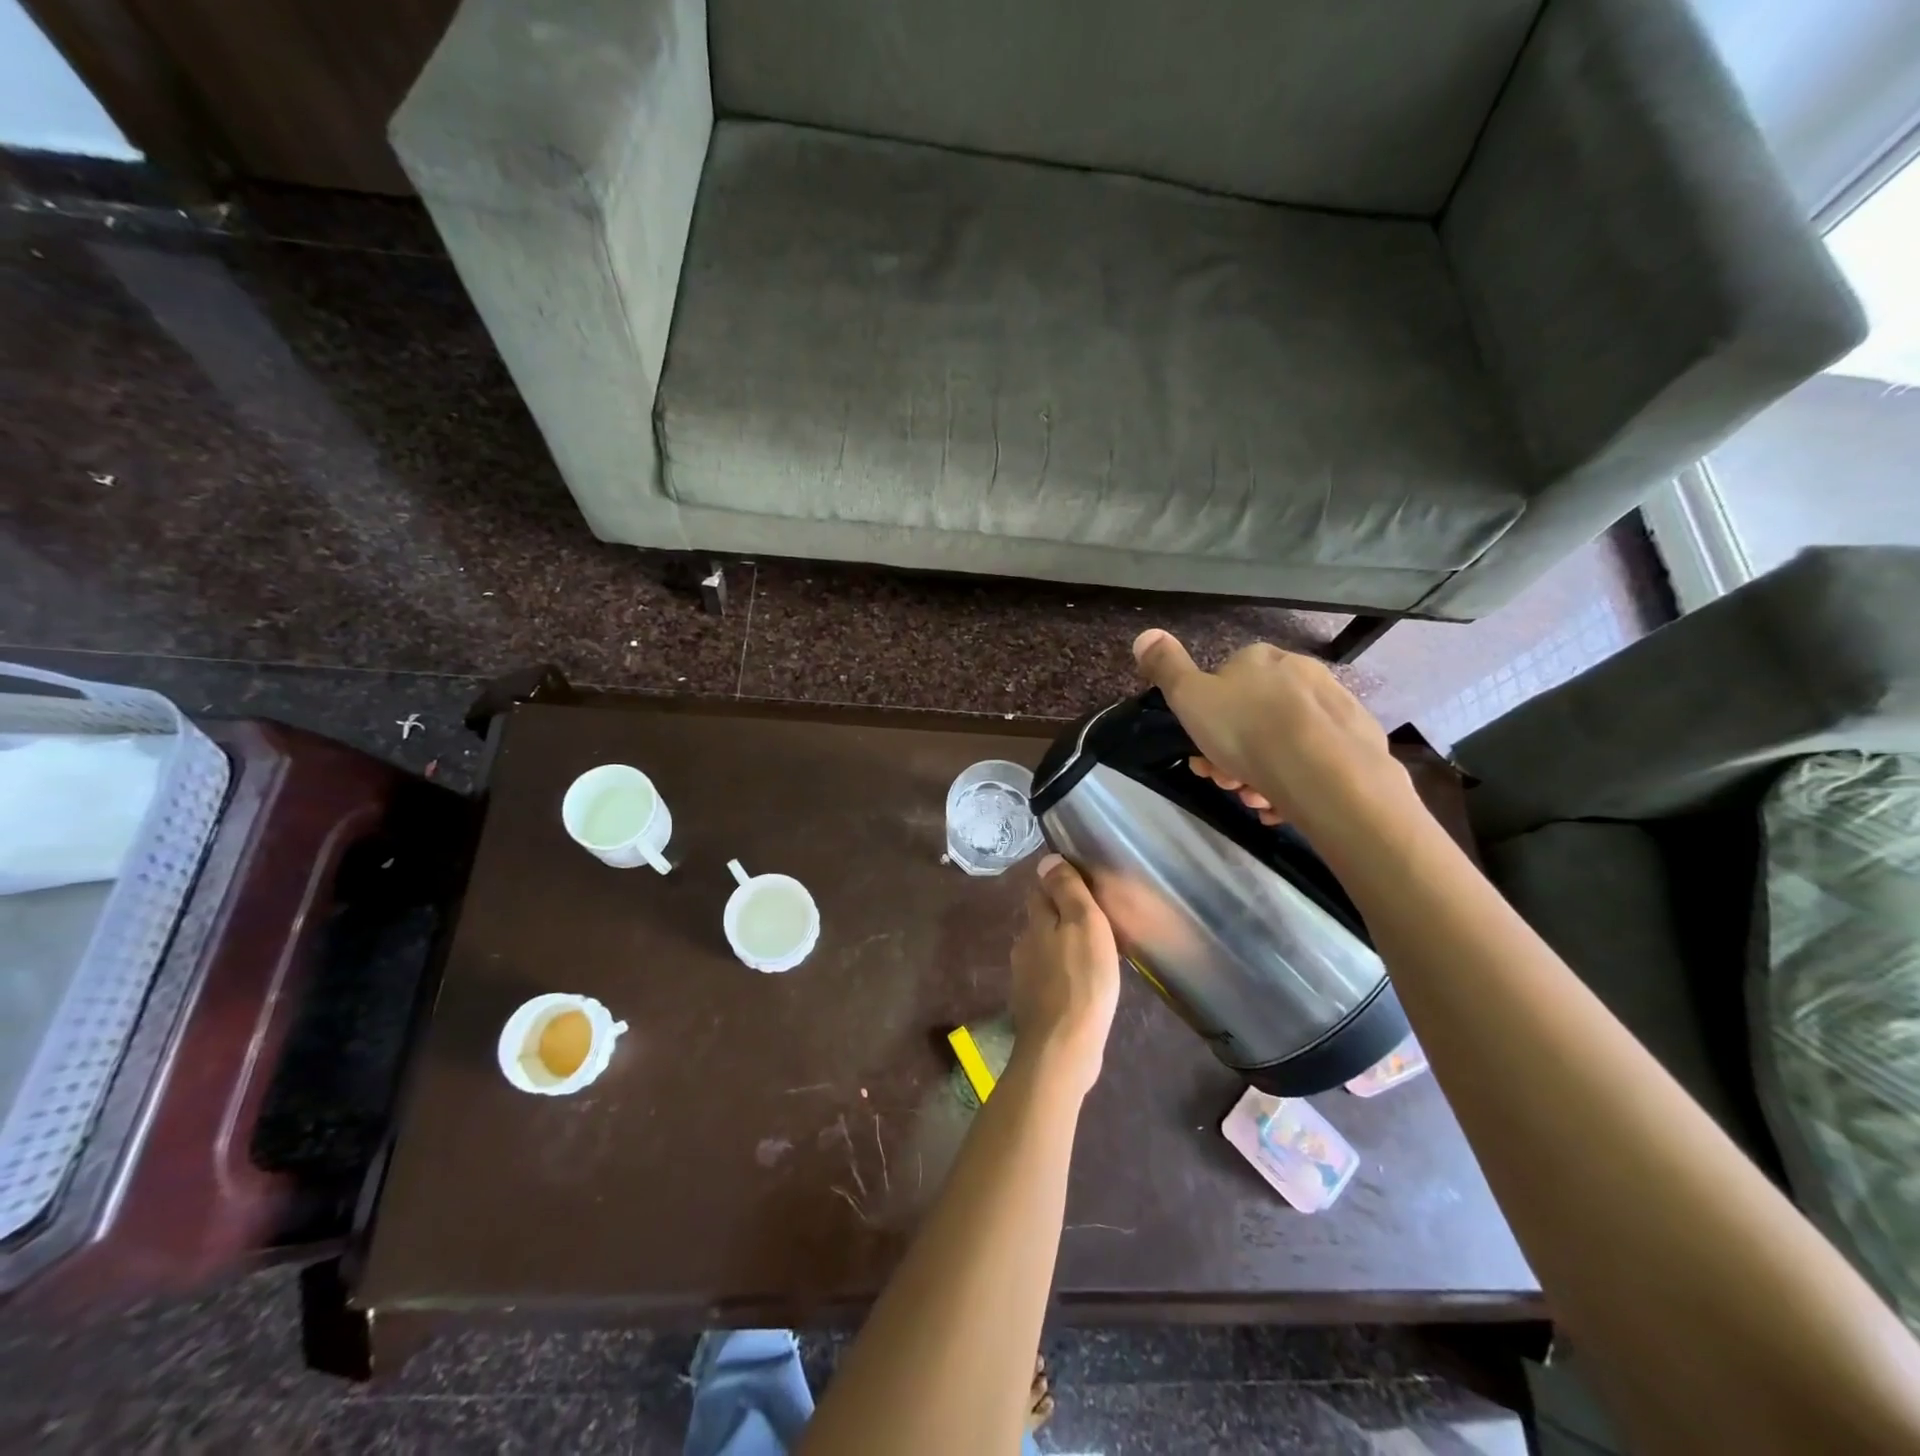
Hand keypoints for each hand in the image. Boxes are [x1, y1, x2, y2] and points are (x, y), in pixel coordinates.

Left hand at [1009, 855, 1119, 1097]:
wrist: (1063, 1048)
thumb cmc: (1082, 979)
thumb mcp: (1083, 924)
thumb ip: (1066, 890)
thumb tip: (1047, 859)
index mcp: (1034, 924)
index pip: (1041, 892)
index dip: (1059, 886)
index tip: (1084, 888)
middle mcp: (1024, 947)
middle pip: (1042, 922)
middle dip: (1062, 918)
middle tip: (1096, 922)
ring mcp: (1026, 979)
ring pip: (1046, 952)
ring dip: (1064, 948)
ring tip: (1094, 954)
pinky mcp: (1035, 1007)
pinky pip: (1051, 980)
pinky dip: (1065, 976)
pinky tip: (1083, 986)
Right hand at [1131, 629, 1414, 842]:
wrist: (1325, 774)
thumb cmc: (1247, 732)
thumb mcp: (1189, 698)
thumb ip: (1166, 667)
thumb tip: (1146, 634)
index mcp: (1260, 659)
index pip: (1224, 684)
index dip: (1206, 723)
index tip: (1201, 755)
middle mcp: (1302, 671)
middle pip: (1254, 716)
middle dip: (1233, 753)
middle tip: (1227, 783)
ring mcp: (1336, 704)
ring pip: (1284, 741)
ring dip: (1262, 772)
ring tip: (1257, 800)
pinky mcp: (1360, 740)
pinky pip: (1315, 760)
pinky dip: (1296, 782)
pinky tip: (1285, 804)